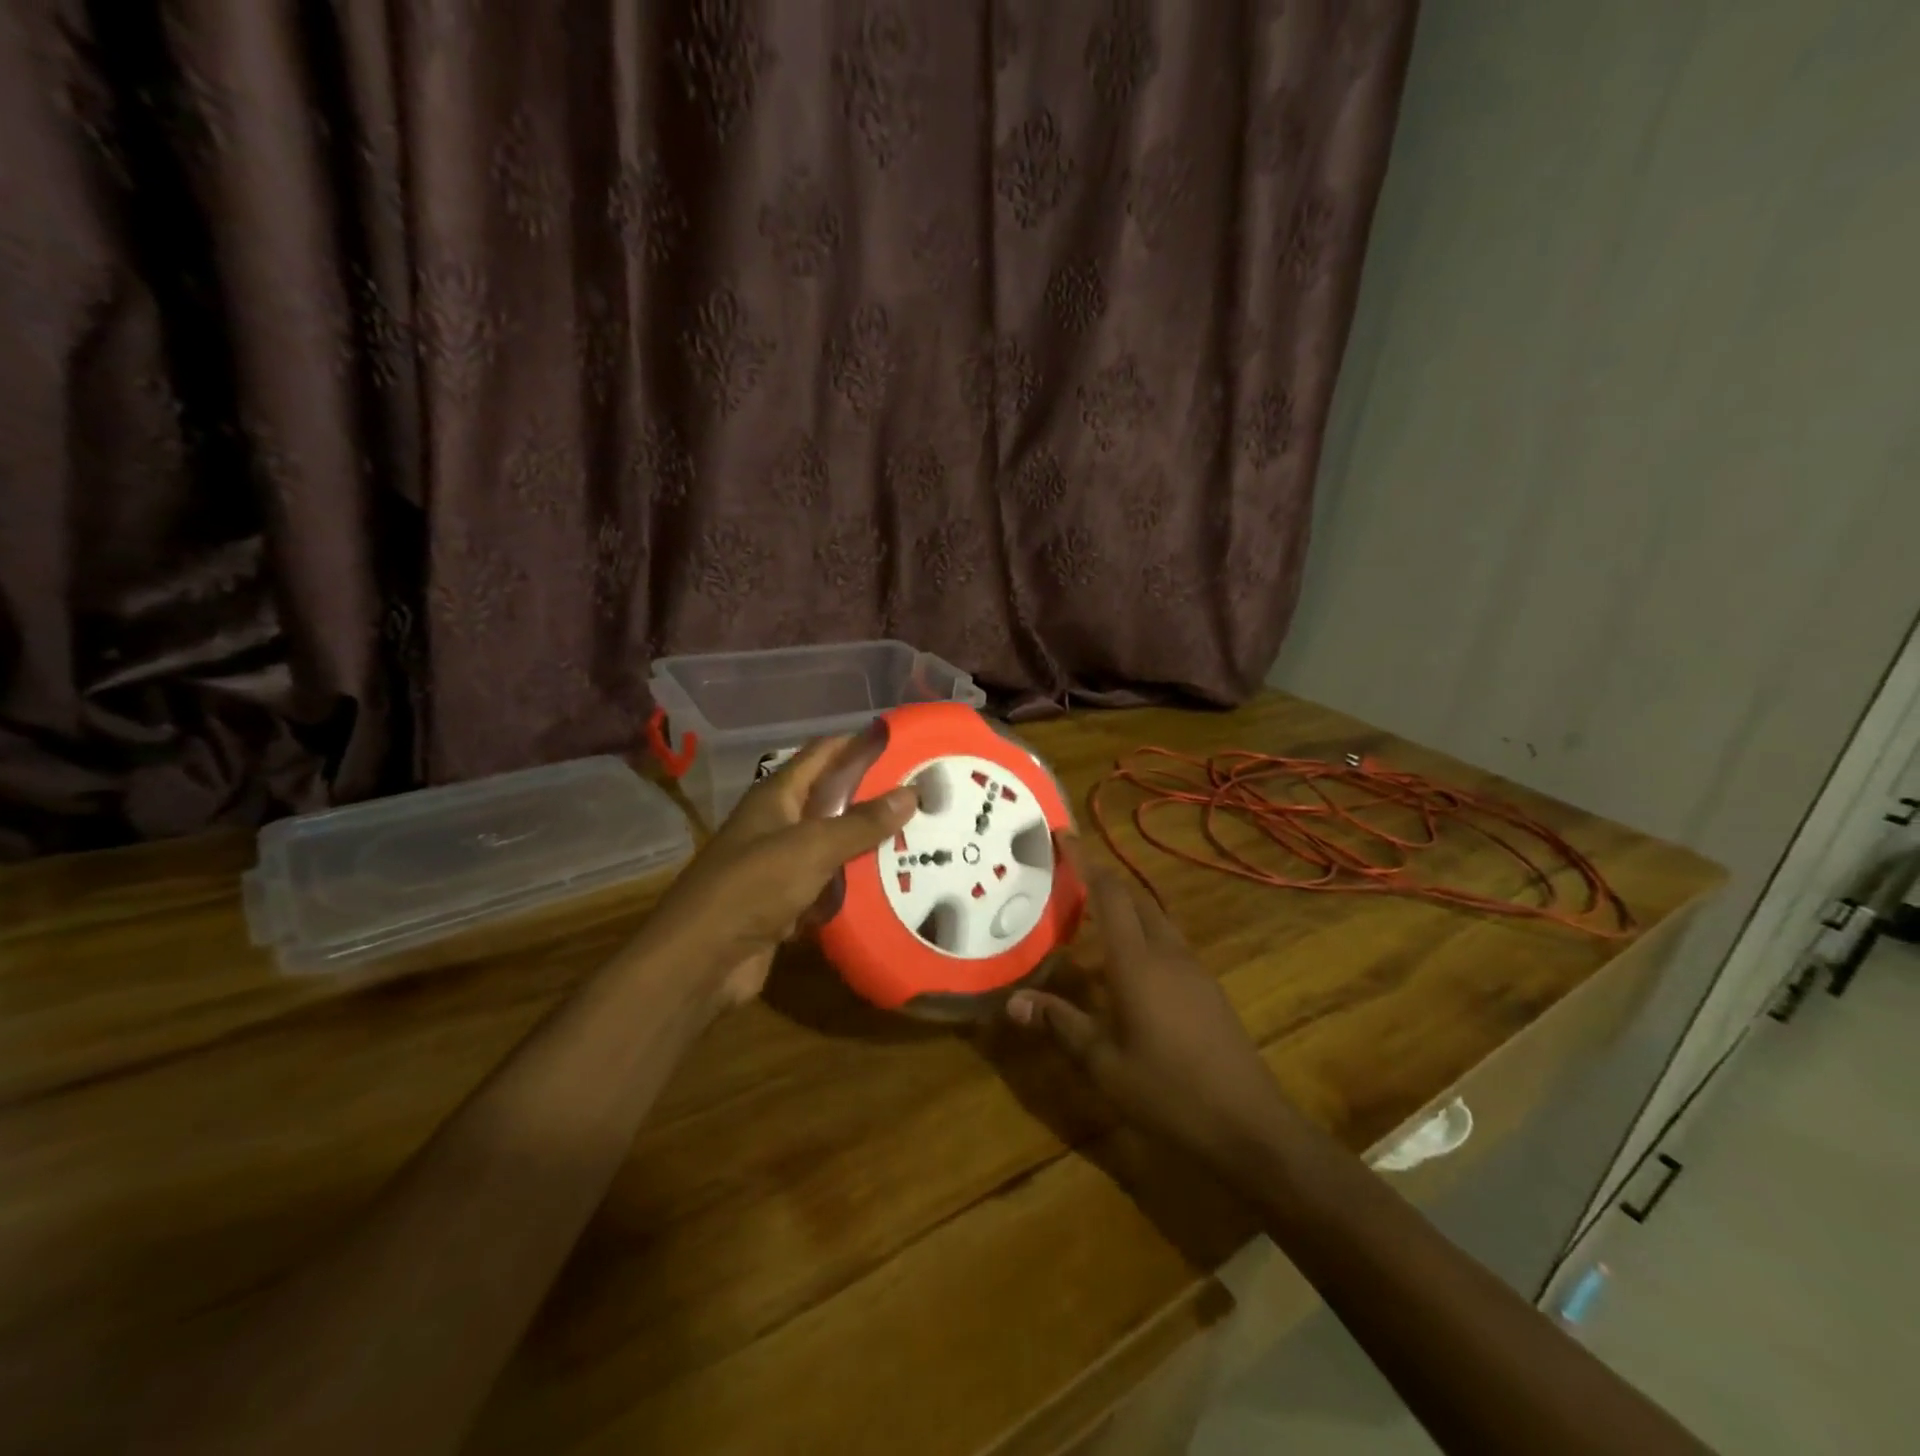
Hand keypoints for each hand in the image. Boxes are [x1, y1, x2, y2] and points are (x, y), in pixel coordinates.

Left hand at [649, 736, 917, 1009]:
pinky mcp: (787, 903)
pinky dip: (855, 887)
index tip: (904, 742)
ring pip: (834, 847)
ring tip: (922, 837)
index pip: (823, 754)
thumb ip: (861, 823)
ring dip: (869, 844)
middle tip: (924, 795)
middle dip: (874, 796)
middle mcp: (778, 824)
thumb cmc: (753, 887)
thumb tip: (910, 793)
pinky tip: (894, 887)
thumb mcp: (812, 847)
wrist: (702, 960)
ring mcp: (781, 865)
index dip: (858, 743)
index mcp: (777, 796)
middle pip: (832, 801)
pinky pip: (829, 887)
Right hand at [1006, 839, 1296, 1170]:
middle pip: (1136, 900)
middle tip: (1069, 881)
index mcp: (1137, 962)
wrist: (1249, 1126)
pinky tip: (1126, 972)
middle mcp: (1168, 954)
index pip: (1109, 895)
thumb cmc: (1168, 1092)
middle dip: (1104, 883)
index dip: (1086, 862)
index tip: (1064, 835)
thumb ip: (1060, 1025)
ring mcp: (1194, 971)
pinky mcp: (1208, 990)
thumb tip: (1014, 1002)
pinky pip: (1169, 946)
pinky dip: (1143, 940)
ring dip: (1125, 912)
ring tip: (1092, 923)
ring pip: (1156, 922)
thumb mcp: (1104, 1063)